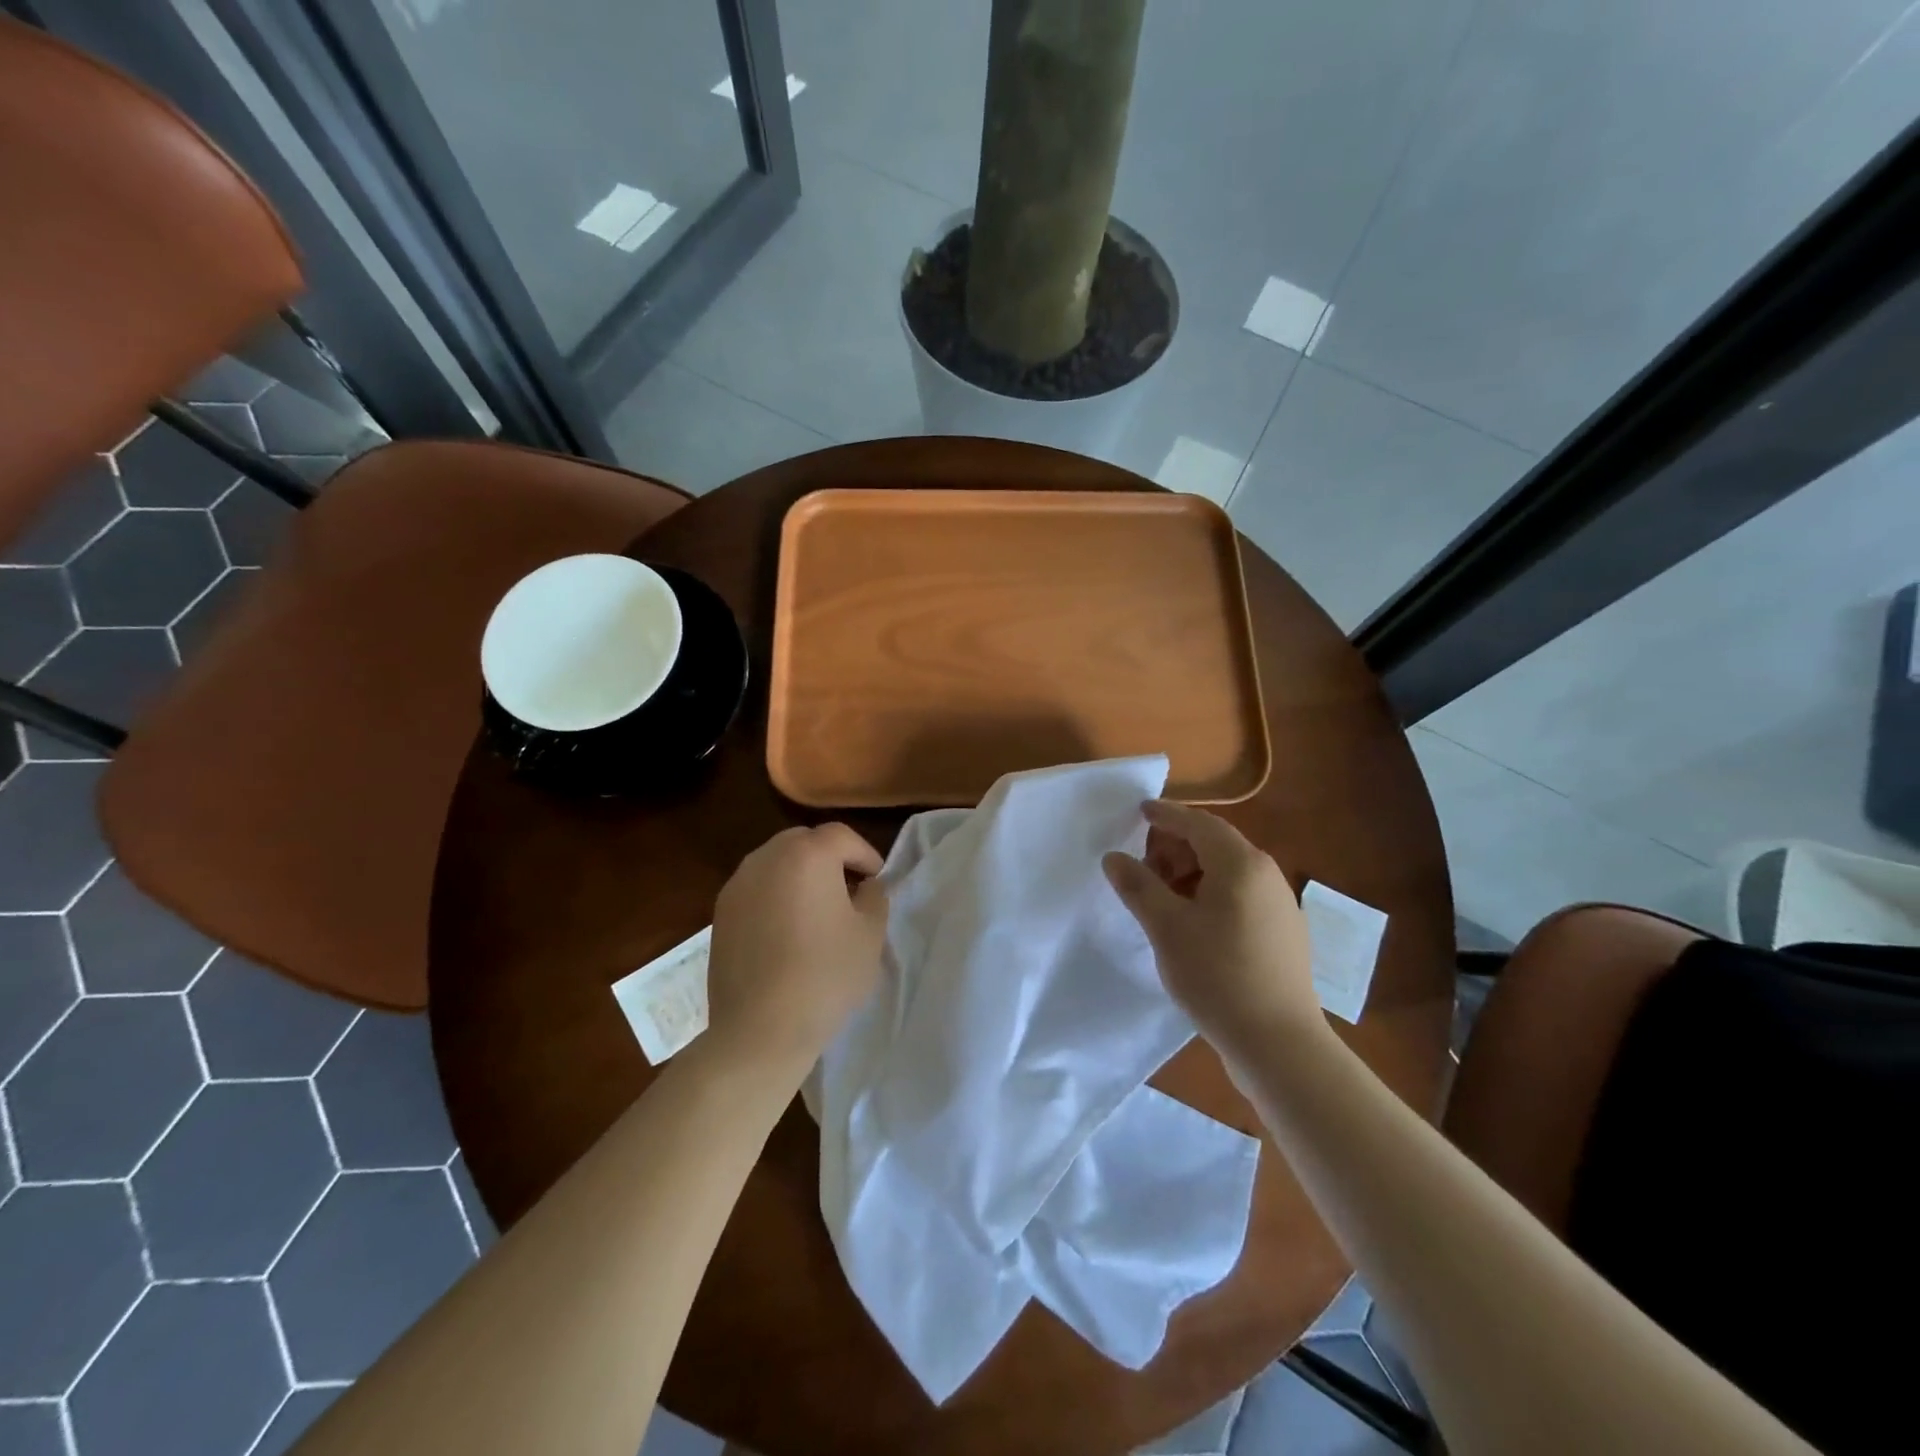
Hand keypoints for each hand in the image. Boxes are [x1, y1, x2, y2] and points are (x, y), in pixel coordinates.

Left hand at [702, 823, 889, 1083]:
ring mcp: (738, 885)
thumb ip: (874, 896)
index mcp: (807, 855)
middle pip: (804, 842)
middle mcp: (766, 858)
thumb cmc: (825, 975)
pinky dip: (775, 897)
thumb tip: (866, 886)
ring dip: (799, 876)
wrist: (760, 1029)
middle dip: (829, 859)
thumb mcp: (870, 934)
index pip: (842, 836)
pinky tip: (786, 932)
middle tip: (849, 891)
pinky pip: (756, 889)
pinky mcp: (720, 914)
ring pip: (776, 863)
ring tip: (816, 911)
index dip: (865, 854)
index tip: (877, 881)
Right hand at [1103, 801, 1322, 1057]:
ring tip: (1161, 899)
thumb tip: (1114, 857)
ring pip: (1228, 871)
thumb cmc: (1217, 975)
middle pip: (1215, 844)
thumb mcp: (1166, 928)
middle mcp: (1266, 874)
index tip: (1139, 812)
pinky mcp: (1284, 933)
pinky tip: (1192, 924)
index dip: (1166, 815)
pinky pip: (1241, 895)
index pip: (1198, 823)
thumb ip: (1138, 886)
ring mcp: (1280, 904)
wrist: (1279, 1043)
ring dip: (1191, 873)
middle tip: (1141, 867)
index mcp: (1241, 864)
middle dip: (1175, 848)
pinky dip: (1210, 894)